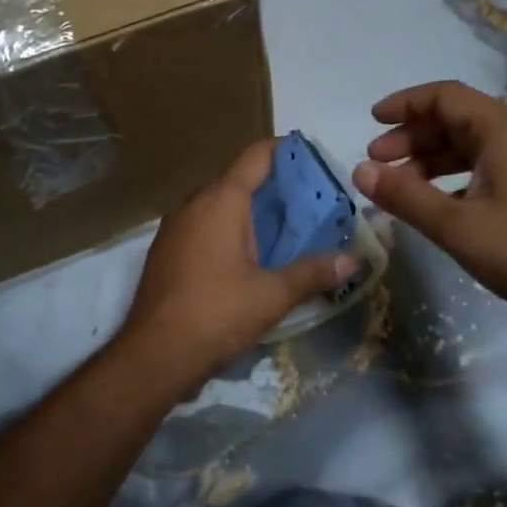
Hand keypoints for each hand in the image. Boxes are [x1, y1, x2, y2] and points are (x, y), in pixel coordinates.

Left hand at [120, 139, 354, 388]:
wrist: (153, 355)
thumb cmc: (216, 314)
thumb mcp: (272, 295)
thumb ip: (313, 273)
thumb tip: (353, 260)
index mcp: (221, 201)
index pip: (255, 156)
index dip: (284, 150)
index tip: (310, 156)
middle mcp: (194, 204)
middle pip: (238, 180)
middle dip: (273, 187)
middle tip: (310, 202)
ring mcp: (175, 227)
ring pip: (219, 205)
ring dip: (250, 211)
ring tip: (286, 229)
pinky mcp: (167, 251)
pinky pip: (204, 226)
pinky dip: (229, 230)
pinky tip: (250, 256)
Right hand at [354, 81, 506, 337]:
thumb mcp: (457, 227)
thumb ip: (405, 196)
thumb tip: (359, 171)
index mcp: (504, 132)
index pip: (445, 97)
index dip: (405, 104)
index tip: (371, 121)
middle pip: (455, 119)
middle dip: (412, 136)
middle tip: (376, 162)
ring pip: (469, 145)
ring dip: (429, 159)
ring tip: (397, 185)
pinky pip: (485, 166)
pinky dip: (452, 176)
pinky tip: (433, 202)